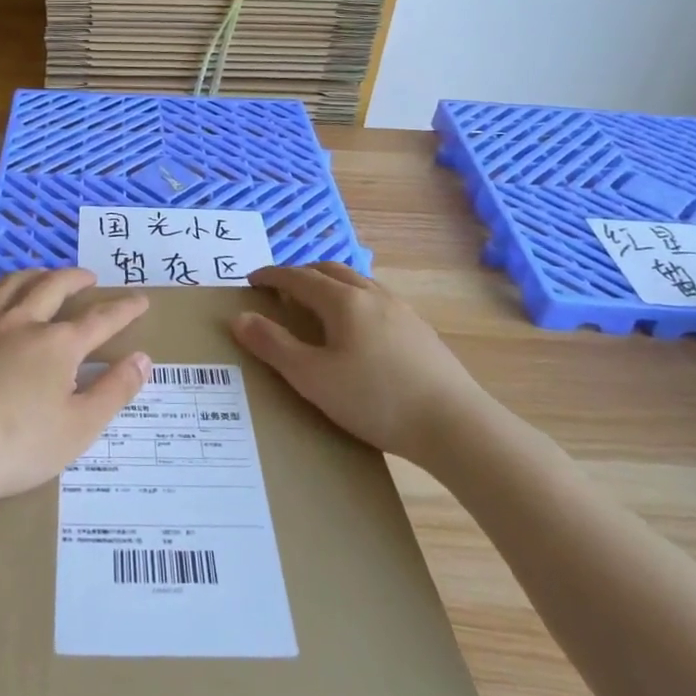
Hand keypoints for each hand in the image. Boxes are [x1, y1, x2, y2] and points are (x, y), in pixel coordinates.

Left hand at [0, 268, 149, 508]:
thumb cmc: (15, 447)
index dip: (124, 309)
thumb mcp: (79, 429)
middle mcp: (22, 324)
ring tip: (43, 273)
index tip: (141, 300)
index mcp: (58, 346)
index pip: (100, 320)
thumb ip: (114, 391)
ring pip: (10, 286)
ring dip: (32, 274)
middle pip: (53, 288)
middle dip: (75, 278)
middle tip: (89, 276)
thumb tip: (143, 358)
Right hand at [231, 262, 485, 462]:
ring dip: (330, 285)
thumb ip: (273, 345)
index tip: (251, 280)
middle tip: (281, 290)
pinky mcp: (421, 331)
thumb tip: (240, 318)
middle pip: (330, 270)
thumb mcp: (312, 377)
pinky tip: (357, 331)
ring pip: (358, 283)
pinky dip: (354, 301)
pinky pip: (377, 300)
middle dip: (301, 274)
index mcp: (343, 301)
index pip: (298, 277)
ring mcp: (402, 311)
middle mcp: (373, 295)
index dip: (271, 275)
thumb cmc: (375, 399)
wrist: (455, 425)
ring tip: (317, 306)